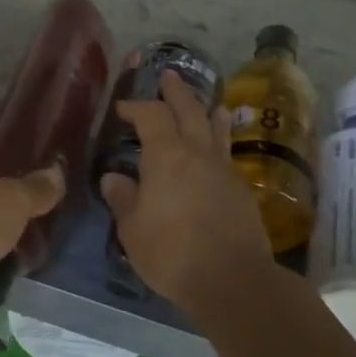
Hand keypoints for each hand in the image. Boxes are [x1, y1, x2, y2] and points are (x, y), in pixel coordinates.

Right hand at [99, 71, 276, 311]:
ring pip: (216, 129)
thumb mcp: (133, 229)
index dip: (136, 107)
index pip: (151, 116)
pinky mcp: (241, 191)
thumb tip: (114, 177)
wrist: (233, 280)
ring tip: (208, 102)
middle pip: (189, 110)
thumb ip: (123, 198)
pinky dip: (220, 143)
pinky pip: (227, 155)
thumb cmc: (172, 253)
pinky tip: (217, 152)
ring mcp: (224, 171)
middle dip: (177, 92)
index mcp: (166, 156)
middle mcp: (198, 153)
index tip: (123, 108)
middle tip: (169, 76)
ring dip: (207, 111)